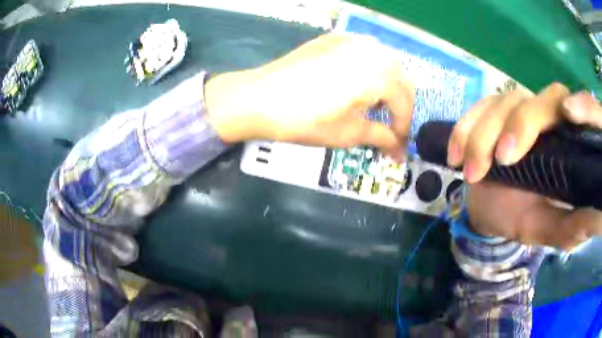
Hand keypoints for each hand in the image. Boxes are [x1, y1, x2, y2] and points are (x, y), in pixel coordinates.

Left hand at [204, 33, 413, 158]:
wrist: (260, 97)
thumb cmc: (306, 119)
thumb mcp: (349, 133)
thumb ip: (381, 137)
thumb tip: (399, 151)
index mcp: (380, 73)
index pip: (405, 104)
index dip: (404, 129)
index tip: (399, 147)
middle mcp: (373, 50)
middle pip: (401, 80)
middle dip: (400, 106)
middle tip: (392, 128)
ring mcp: (353, 40)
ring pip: (386, 64)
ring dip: (389, 86)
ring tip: (377, 107)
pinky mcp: (335, 38)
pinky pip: (366, 53)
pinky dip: (371, 70)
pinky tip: (360, 83)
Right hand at [449, 84, 601, 249]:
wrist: (487, 209)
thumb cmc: (520, 216)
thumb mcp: (545, 228)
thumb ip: (568, 227)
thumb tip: (595, 220)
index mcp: (566, 142)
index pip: (578, 112)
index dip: (577, 104)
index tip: (569, 115)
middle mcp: (546, 117)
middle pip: (541, 99)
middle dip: (522, 124)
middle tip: (502, 160)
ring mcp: (517, 108)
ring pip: (504, 102)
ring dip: (484, 136)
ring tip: (471, 174)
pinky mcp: (490, 110)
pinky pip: (476, 108)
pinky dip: (464, 130)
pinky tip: (455, 156)